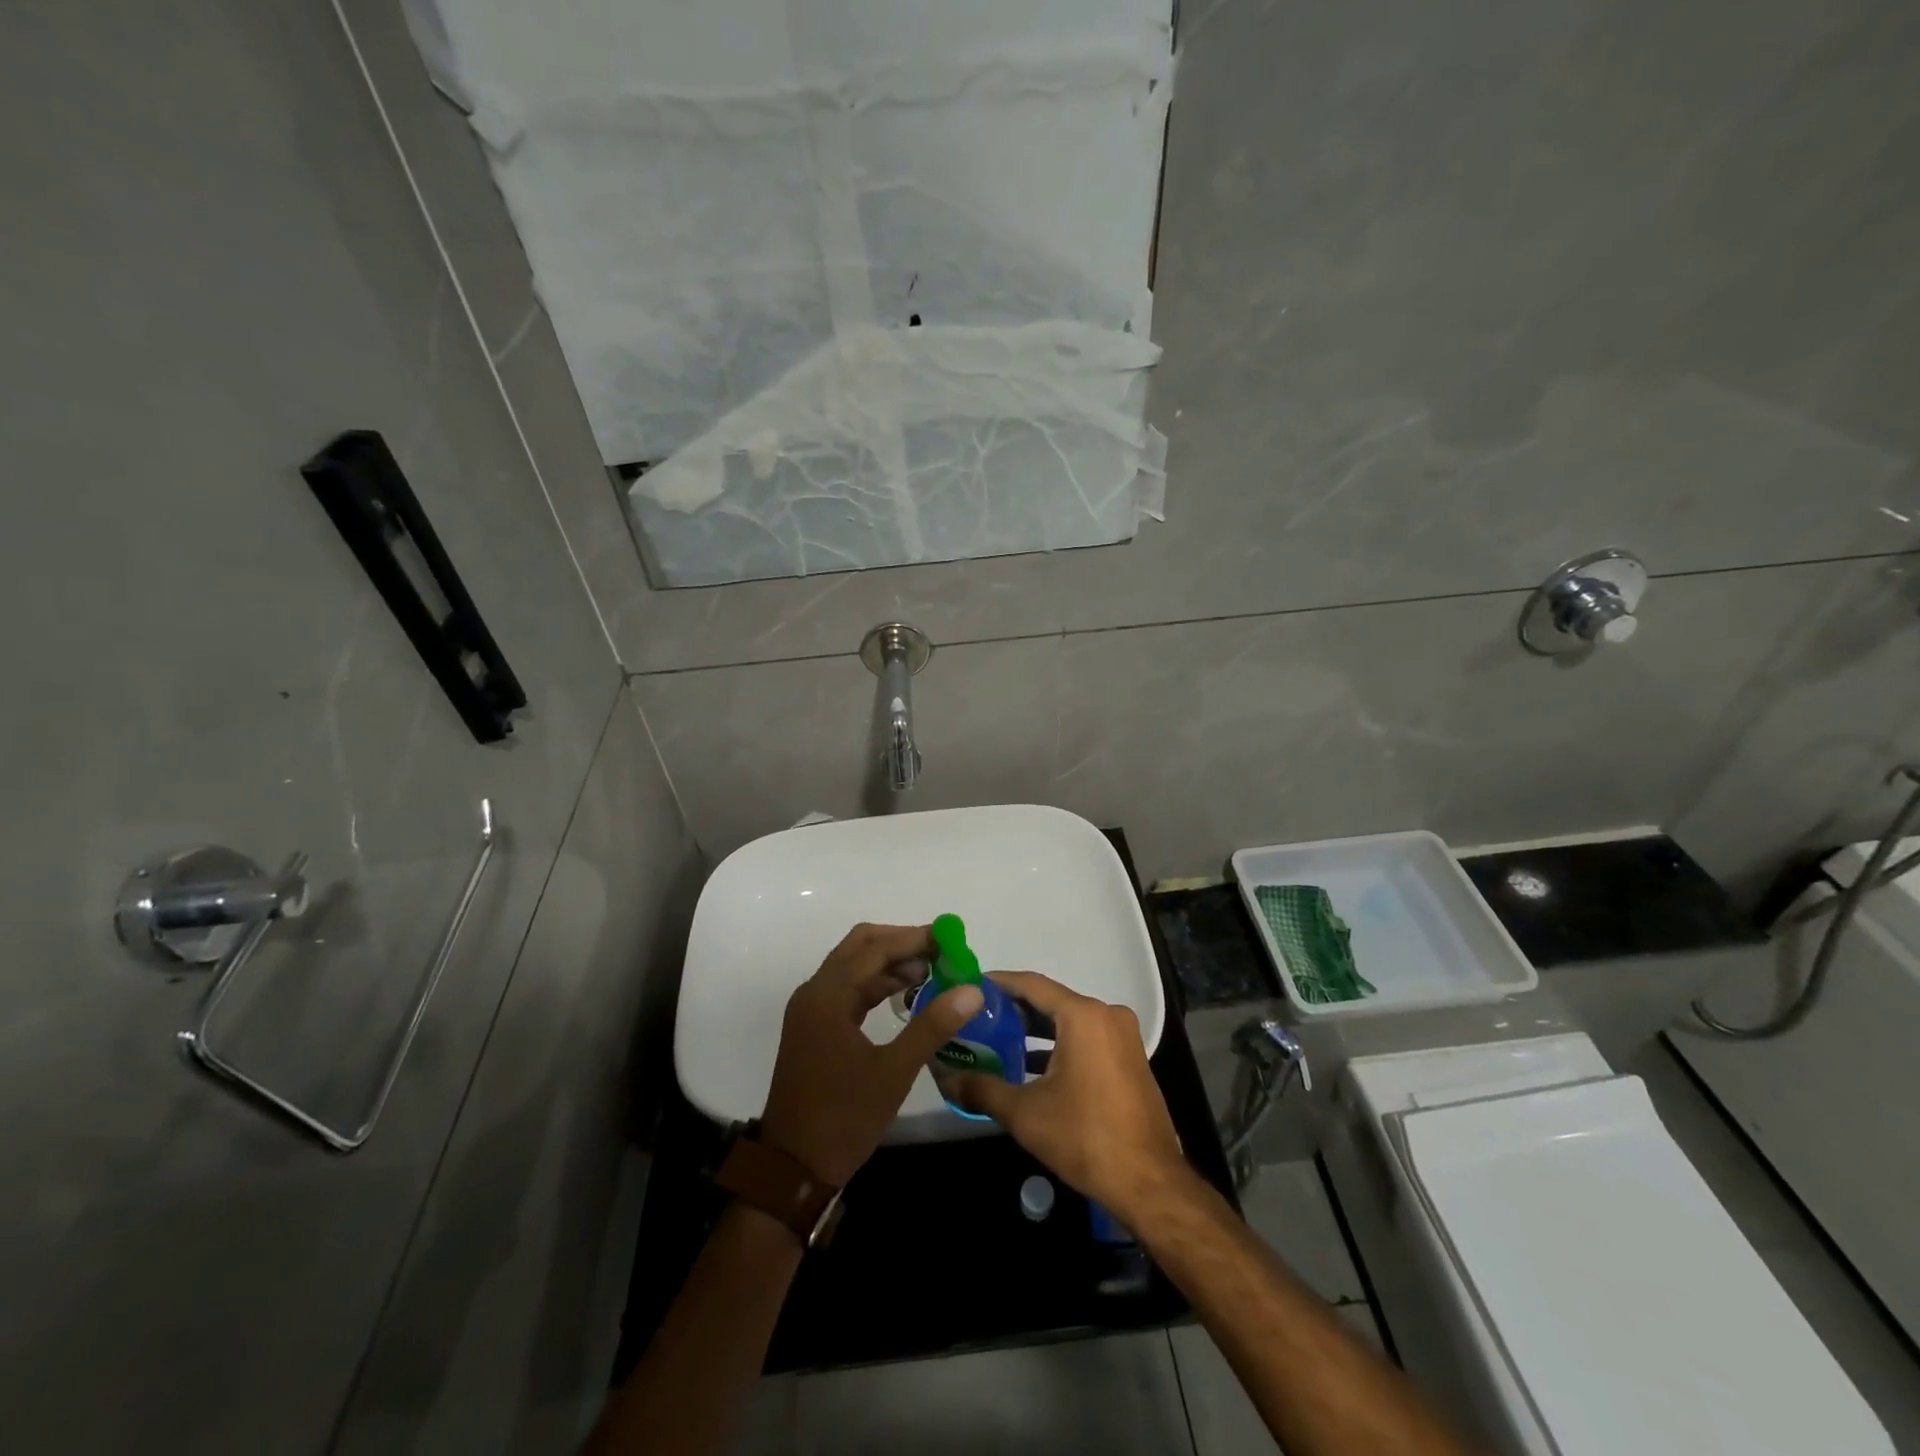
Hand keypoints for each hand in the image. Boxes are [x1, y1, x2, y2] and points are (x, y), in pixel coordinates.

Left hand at [758, 923, 984, 1185]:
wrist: (793, 1170)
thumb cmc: (843, 1117)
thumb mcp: (894, 1072)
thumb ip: (932, 1026)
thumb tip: (972, 990)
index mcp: (827, 996)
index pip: (875, 949)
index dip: (914, 939)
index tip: (950, 939)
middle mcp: (815, 993)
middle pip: (860, 948)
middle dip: (901, 943)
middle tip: (941, 951)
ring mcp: (812, 1010)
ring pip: (854, 968)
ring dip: (890, 964)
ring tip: (933, 972)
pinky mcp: (815, 1028)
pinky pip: (849, 991)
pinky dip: (877, 985)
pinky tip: (906, 995)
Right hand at [946, 971, 1189, 1223]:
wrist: (1148, 1183)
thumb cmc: (1084, 1137)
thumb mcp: (1025, 1113)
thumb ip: (982, 1090)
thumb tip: (947, 1080)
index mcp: (1083, 1016)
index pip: (1032, 985)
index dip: (999, 983)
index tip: (971, 986)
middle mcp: (1107, 1015)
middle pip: (1052, 1001)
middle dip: (1014, 1009)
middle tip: (978, 1018)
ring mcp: (1123, 1037)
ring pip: (1070, 1021)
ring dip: (1036, 1030)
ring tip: (998, 1040)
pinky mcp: (1130, 1059)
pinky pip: (1087, 1038)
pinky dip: (1059, 1045)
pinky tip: (1031, 1066)